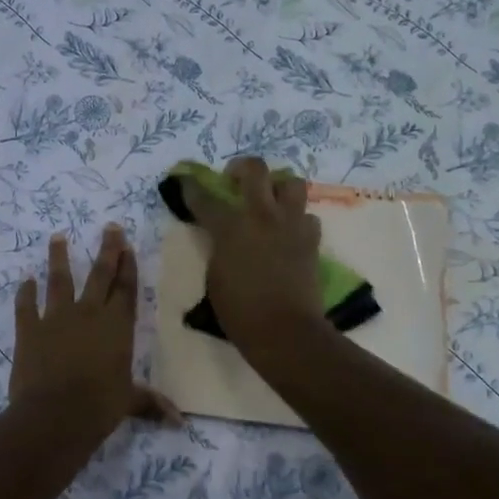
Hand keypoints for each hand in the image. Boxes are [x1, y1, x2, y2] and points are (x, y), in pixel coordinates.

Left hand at [10, 225, 179, 430]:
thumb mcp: (129, 402)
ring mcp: (56, 318)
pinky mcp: (29, 329)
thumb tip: (181, 421)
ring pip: (59, 280)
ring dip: (58, 257)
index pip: (125, 289)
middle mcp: (89, 313)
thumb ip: (151, 403)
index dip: (128, 266)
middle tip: (109, 227)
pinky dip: (25, 292)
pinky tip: (25, 280)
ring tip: (57, 236)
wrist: (54, 415)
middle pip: (100, 274)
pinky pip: (26, 305)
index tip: (127, 244)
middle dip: (107, 249)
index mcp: (117, 326)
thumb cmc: (99, 406)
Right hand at [179, 156, 331, 356]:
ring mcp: (291, 225)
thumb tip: (223, 237)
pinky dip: (297, 219)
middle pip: (255, 169)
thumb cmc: (240, 311)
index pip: (205, 198)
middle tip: (234, 179)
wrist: (285, 331)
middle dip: (241, 168)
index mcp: (231, 227)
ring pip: (292, 183)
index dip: (191, 188)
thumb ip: (218, 248)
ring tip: (269, 200)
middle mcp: (262, 216)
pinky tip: (288, 232)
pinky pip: (307, 217)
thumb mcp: (215, 277)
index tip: (186, 182)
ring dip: (278, 187)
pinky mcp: (311, 240)